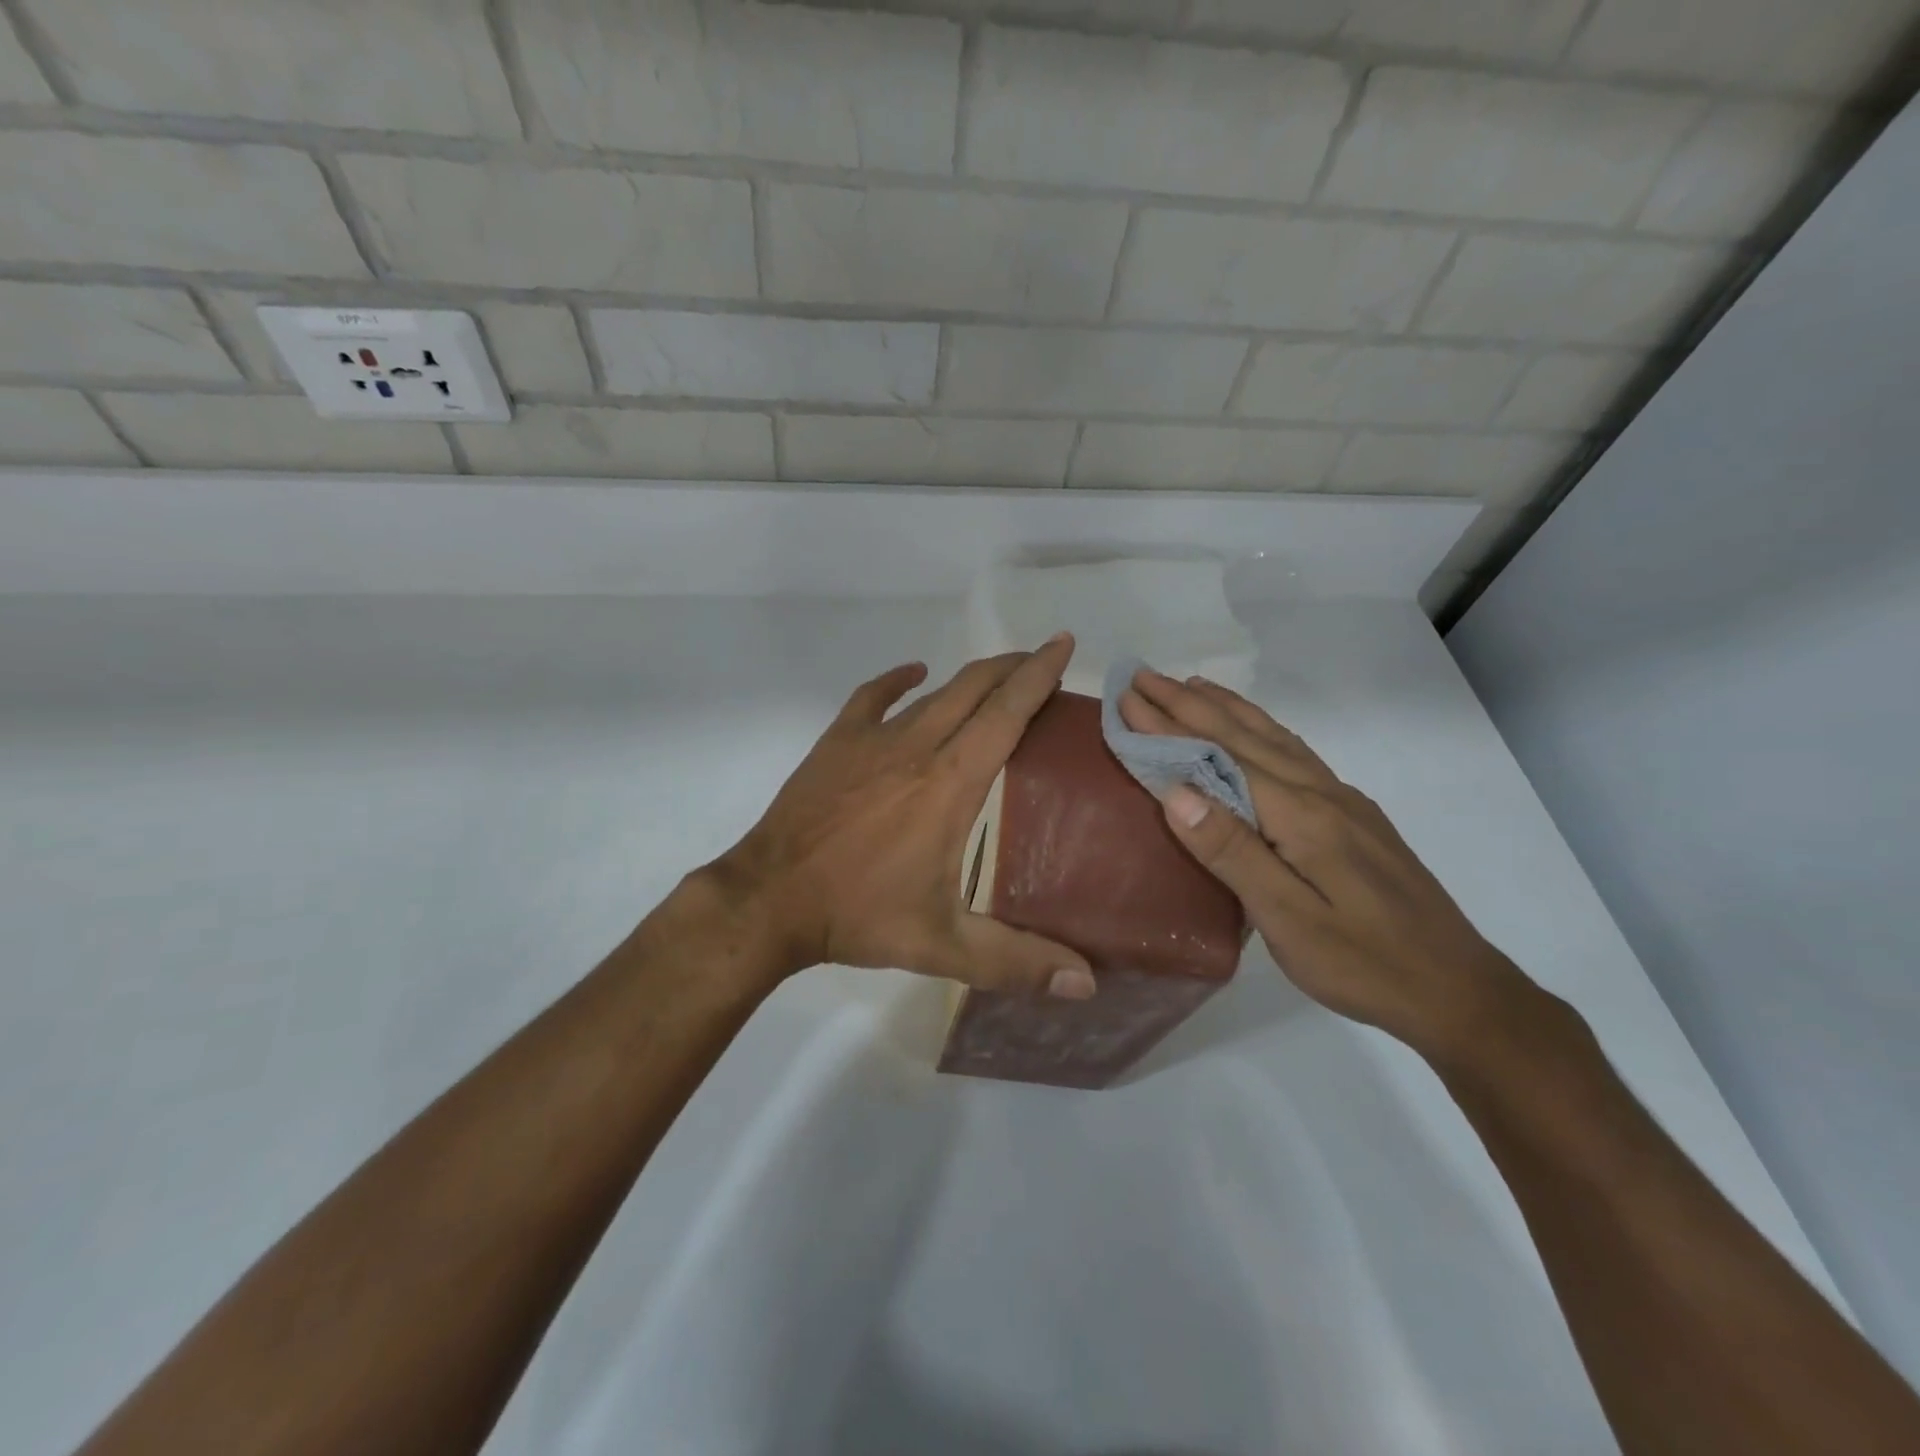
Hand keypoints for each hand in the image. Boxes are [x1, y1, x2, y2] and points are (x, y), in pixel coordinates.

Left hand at [708, 636, 1095, 999]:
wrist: (770, 899)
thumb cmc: (860, 915)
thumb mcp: (944, 947)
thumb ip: (1018, 962)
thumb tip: (1087, 984)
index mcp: (951, 783)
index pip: (1007, 713)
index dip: (1038, 675)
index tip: (1063, 644)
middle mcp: (917, 746)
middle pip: (975, 688)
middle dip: (1013, 667)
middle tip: (1042, 660)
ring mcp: (872, 739)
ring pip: (934, 692)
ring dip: (971, 678)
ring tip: (998, 675)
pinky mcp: (837, 742)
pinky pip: (873, 696)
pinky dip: (899, 679)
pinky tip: (915, 674)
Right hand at [1121, 668, 1526, 1057]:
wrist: (1458, 990)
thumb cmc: (1363, 963)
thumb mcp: (1288, 920)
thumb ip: (1232, 852)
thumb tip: (1177, 792)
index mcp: (1301, 816)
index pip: (1221, 756)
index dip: (1170, 726)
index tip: (1127, 697)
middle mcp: (1321, 794)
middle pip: (1245, 735)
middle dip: (1190, 703)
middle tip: (1144, 677)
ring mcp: (1342, 802)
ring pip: (1275, 738)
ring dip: (1228, 708)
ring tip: (1191, 685)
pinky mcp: (1354, 817)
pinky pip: (1295, 754)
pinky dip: (1263, 729)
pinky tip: (1256, 731)